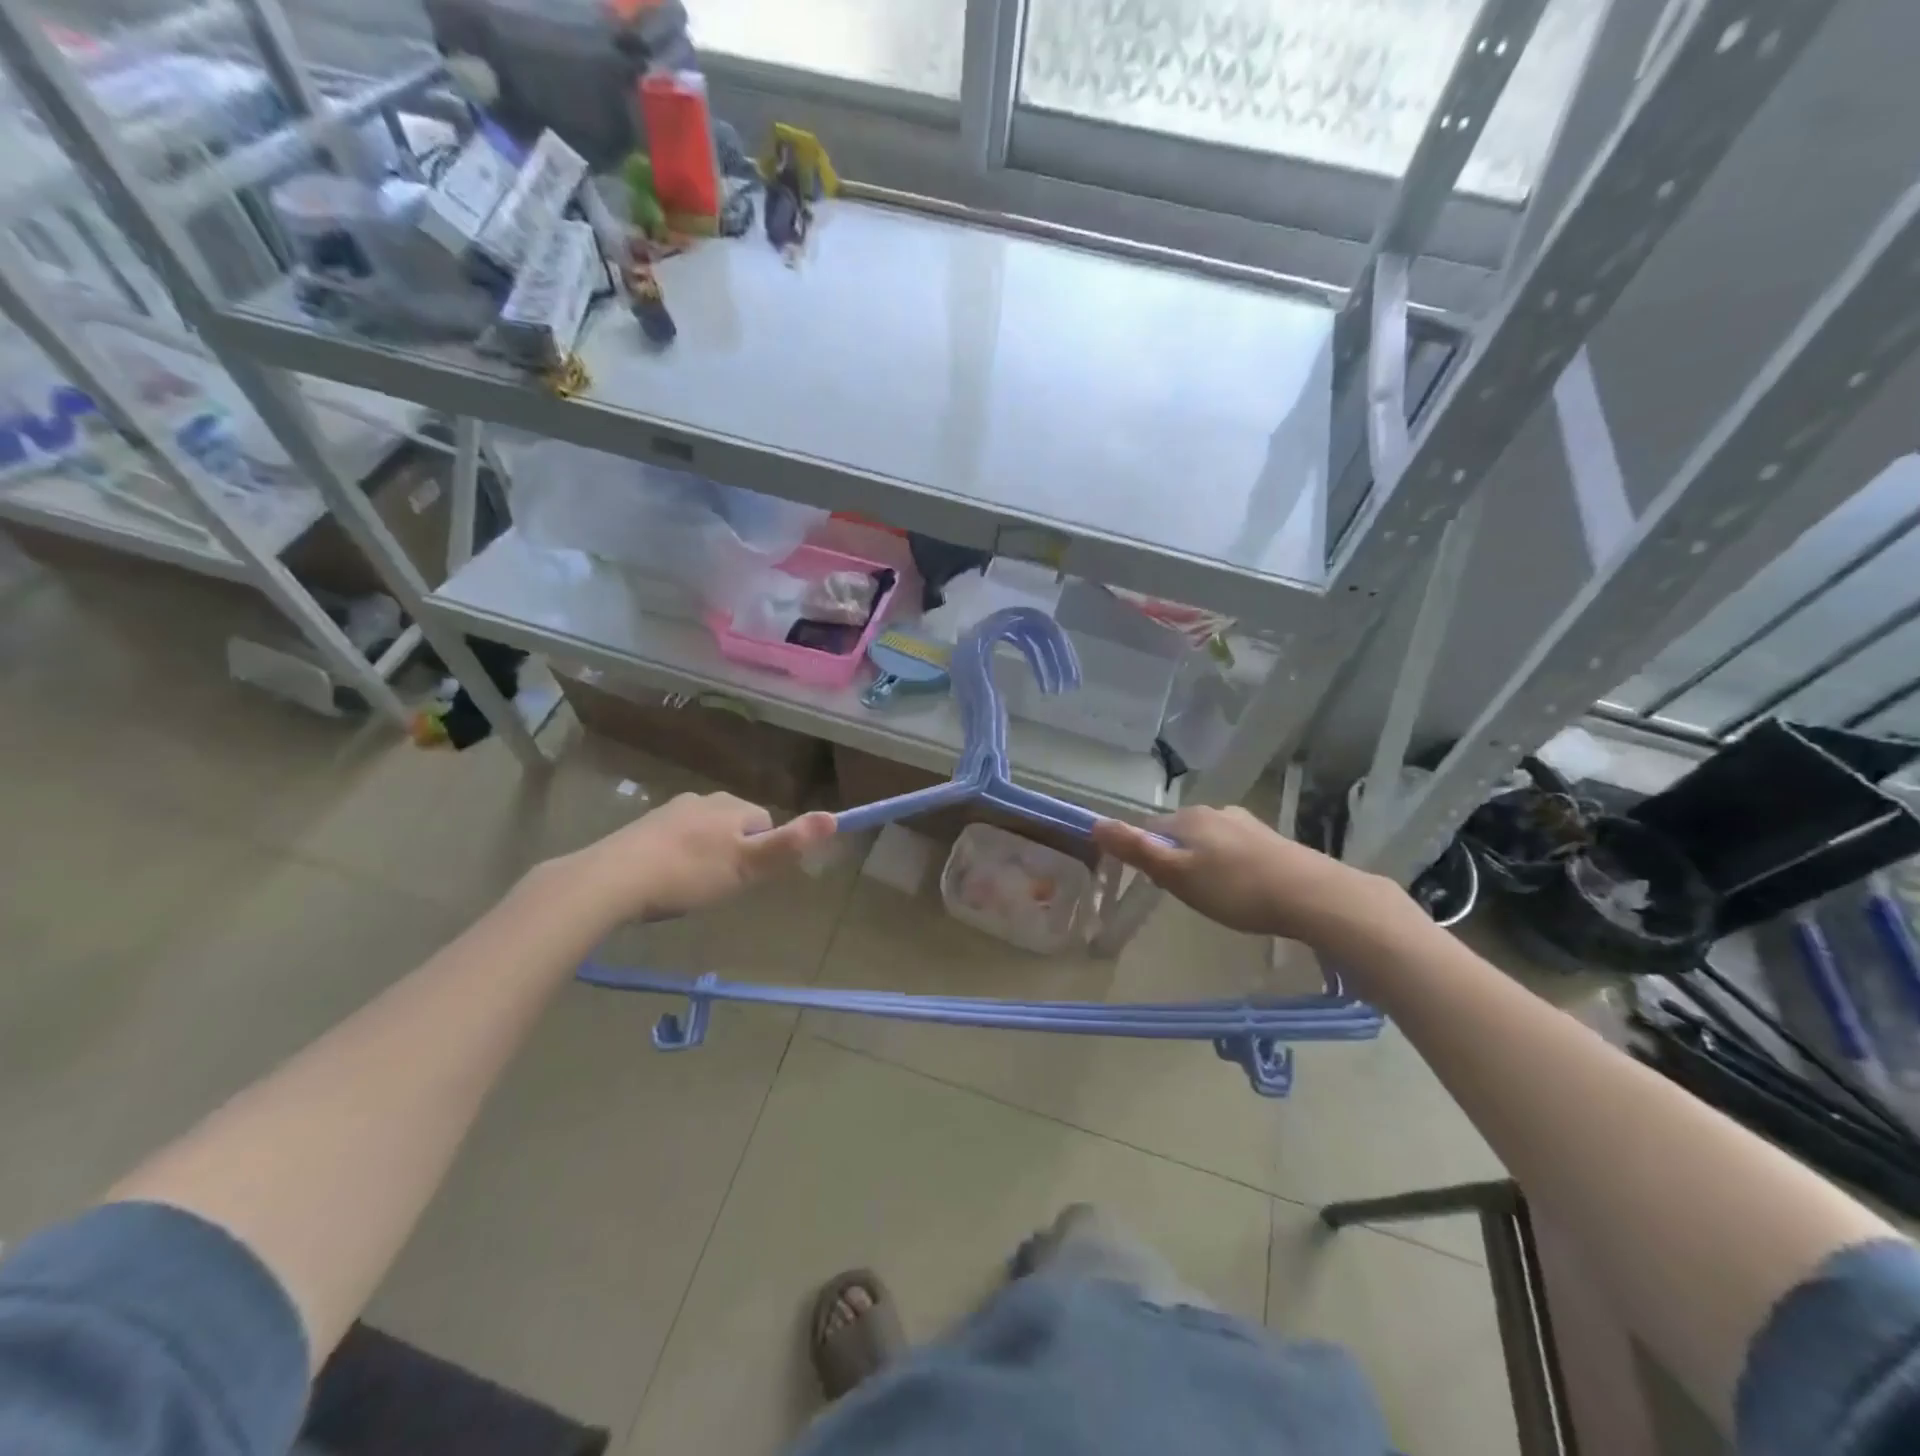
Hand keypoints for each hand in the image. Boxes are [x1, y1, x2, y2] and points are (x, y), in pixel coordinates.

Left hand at [567, 792, 836, 923]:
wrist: (614, 879)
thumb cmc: (690, 873)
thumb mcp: (748, 865)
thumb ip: (790, 844)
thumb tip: (834, 817)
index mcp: (732, 806)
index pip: (764, 823)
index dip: (762, 853)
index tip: (747, 880)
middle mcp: (703, 800)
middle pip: (735, 827)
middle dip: (733, 854)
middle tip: (719, 888)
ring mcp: (669, 811)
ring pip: (704, 834)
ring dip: (705, 857)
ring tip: (691, 889)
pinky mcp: (642, 828)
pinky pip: (675, 842)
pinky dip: (677, 859)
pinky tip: (664, 884)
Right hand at [1091, 805, 1414, 948]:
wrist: (1312, 896)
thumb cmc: (1235, 888)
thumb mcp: (1176, 874)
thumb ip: (1136, 849)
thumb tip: (1095, 823)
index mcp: (1188, 817)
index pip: (1149, 830)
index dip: (1144, 857)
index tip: (1154, 885)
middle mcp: (1216, 812)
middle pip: (1179, 834)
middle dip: (1175, 860)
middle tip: (1183, 895)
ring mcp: (1246, 824)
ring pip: (1208, 841)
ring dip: (1203, 863)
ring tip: (1214, 895)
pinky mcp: (1271, 840)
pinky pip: (1235, 850)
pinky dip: (1229, 866)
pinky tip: (1242, 889)